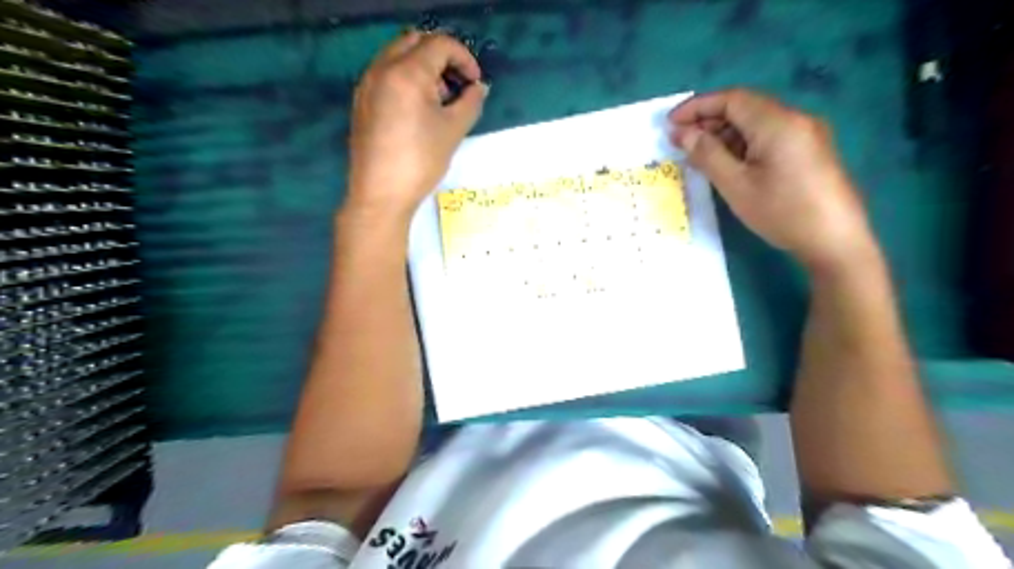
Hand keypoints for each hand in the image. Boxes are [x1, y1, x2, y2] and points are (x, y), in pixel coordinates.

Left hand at [349, 28, 491, 220]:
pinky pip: (385, 74)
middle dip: (442, 57)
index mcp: (406, 73)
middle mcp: (382, 69)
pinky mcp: (361, 101)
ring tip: (439, 100)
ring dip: (423, 67)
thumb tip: (478, 88)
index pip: (440, 44)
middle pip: (415, 42)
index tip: (474, 83)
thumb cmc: (420, 161)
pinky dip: (406, 79)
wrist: (381, 195)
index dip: (464, 58)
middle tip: (457, 85)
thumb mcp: (453, 131)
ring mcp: (367, 84)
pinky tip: (417, 110)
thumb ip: (470, 102)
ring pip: (398, 56)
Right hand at [672, 88, 875, 272]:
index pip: (731, 98)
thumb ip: (707, 154)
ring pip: (756, 123)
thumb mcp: (736, 185)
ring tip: (699, 155)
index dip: (697, 106)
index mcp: (777, 122)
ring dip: (725, 134)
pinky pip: (769, 137)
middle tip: (680, 142)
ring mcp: (806, 134)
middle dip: (709, 120)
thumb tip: (683, 133)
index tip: (669, 123)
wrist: (835, 240)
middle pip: (745, 107)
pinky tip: (728, 163)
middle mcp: (795, 119)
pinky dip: (743, 144)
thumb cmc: (782, 212)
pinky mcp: (809, 150)